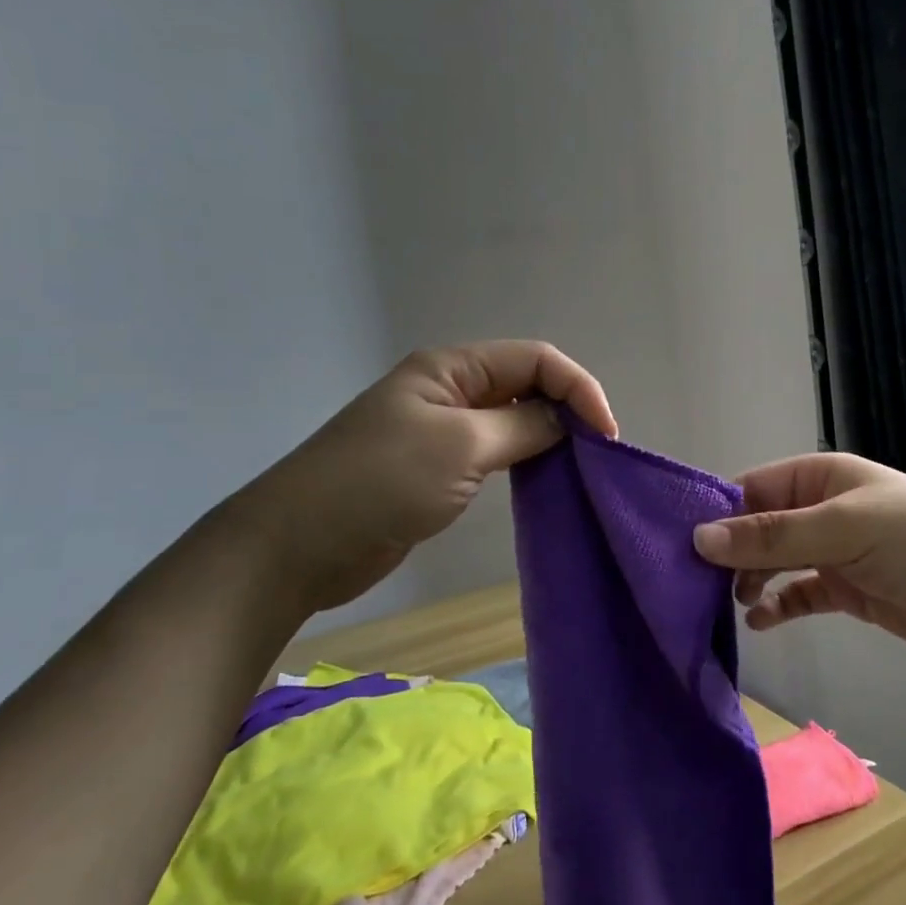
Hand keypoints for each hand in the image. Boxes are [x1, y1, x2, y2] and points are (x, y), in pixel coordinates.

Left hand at [228, 341, 616, 614]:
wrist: (300, 544)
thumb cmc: (381, 482)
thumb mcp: (461, 446)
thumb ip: (523, 427)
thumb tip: (567, 422)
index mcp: (452, 368)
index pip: (535, 359)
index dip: (577, 388)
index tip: (605, 436)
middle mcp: (451, 390)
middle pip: (527, 384)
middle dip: (568, 409)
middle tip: (597, 454)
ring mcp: (443, 429)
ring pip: (514, 419)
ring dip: (549, 436)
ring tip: (579, 466)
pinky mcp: (438, 468)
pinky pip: (496, 452)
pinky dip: (525, 460)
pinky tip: (543, 480)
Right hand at [691, 454, 905, 658]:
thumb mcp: (840, 529)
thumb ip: (771, 535)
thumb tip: (700, 538)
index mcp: (817, 478)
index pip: (751, 489)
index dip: (716, 514)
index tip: (678, 546)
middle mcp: (819, 510)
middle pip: (758, 528)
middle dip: (728, 553)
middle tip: (692, 584)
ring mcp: (833, 551)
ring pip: (774, 562)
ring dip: (749, 581)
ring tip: (725, 604)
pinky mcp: (847, 590)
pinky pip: (798, 594)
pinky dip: (777, 606)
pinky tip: (759, 622)